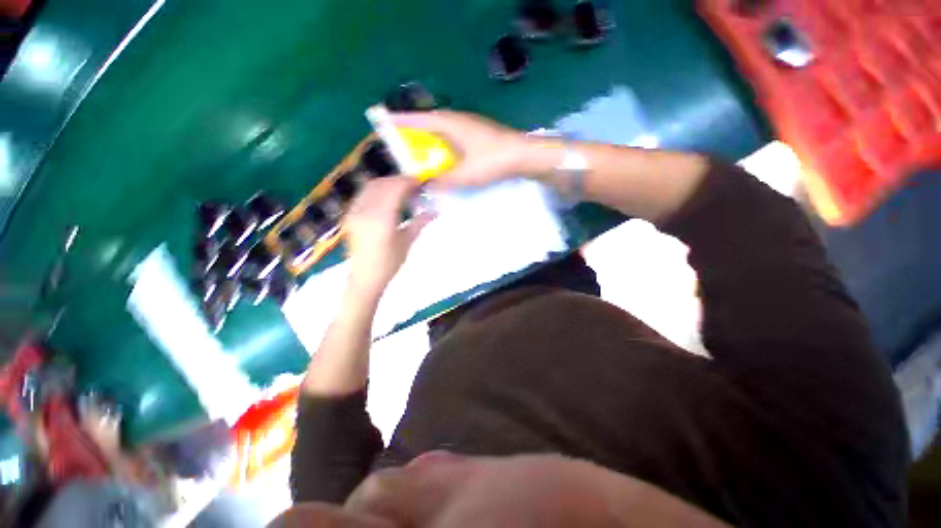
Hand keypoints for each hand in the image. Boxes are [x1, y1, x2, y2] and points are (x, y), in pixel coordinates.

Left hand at [343, 176, 432, 301]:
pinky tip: (387, 196)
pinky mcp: (350, 214)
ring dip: (387, 183)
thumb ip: (420, 222)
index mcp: (381, 219)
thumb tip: (435, 210)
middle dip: (399, 180)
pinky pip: (364, 194)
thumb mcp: (407, 242)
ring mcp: (354, 211)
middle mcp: (365, 210)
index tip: (421, 182)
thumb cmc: (389, 263)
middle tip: (414, 185)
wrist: (365, 277)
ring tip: (402, 189)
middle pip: (382, 184)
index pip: (395, 189)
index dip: (409, 182)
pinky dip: (377, 189)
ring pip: (371, 186)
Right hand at [390, 111, 534, 187]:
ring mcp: (468, 127)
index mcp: (449, 123)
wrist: (524, 155)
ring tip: (417, 155)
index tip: (381, 123)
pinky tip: (443, 160)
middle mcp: (456, 120)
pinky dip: (442, 148)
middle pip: (427, 124)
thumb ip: (442, 180)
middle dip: (412, 134)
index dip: (399, 122)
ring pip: (441, 132)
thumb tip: (425, 184)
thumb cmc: (492, 160)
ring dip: (428, 142)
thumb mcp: (464, 174)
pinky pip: (452, 140)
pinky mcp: (477, 136)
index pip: (417, 119)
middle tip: (399, 146)